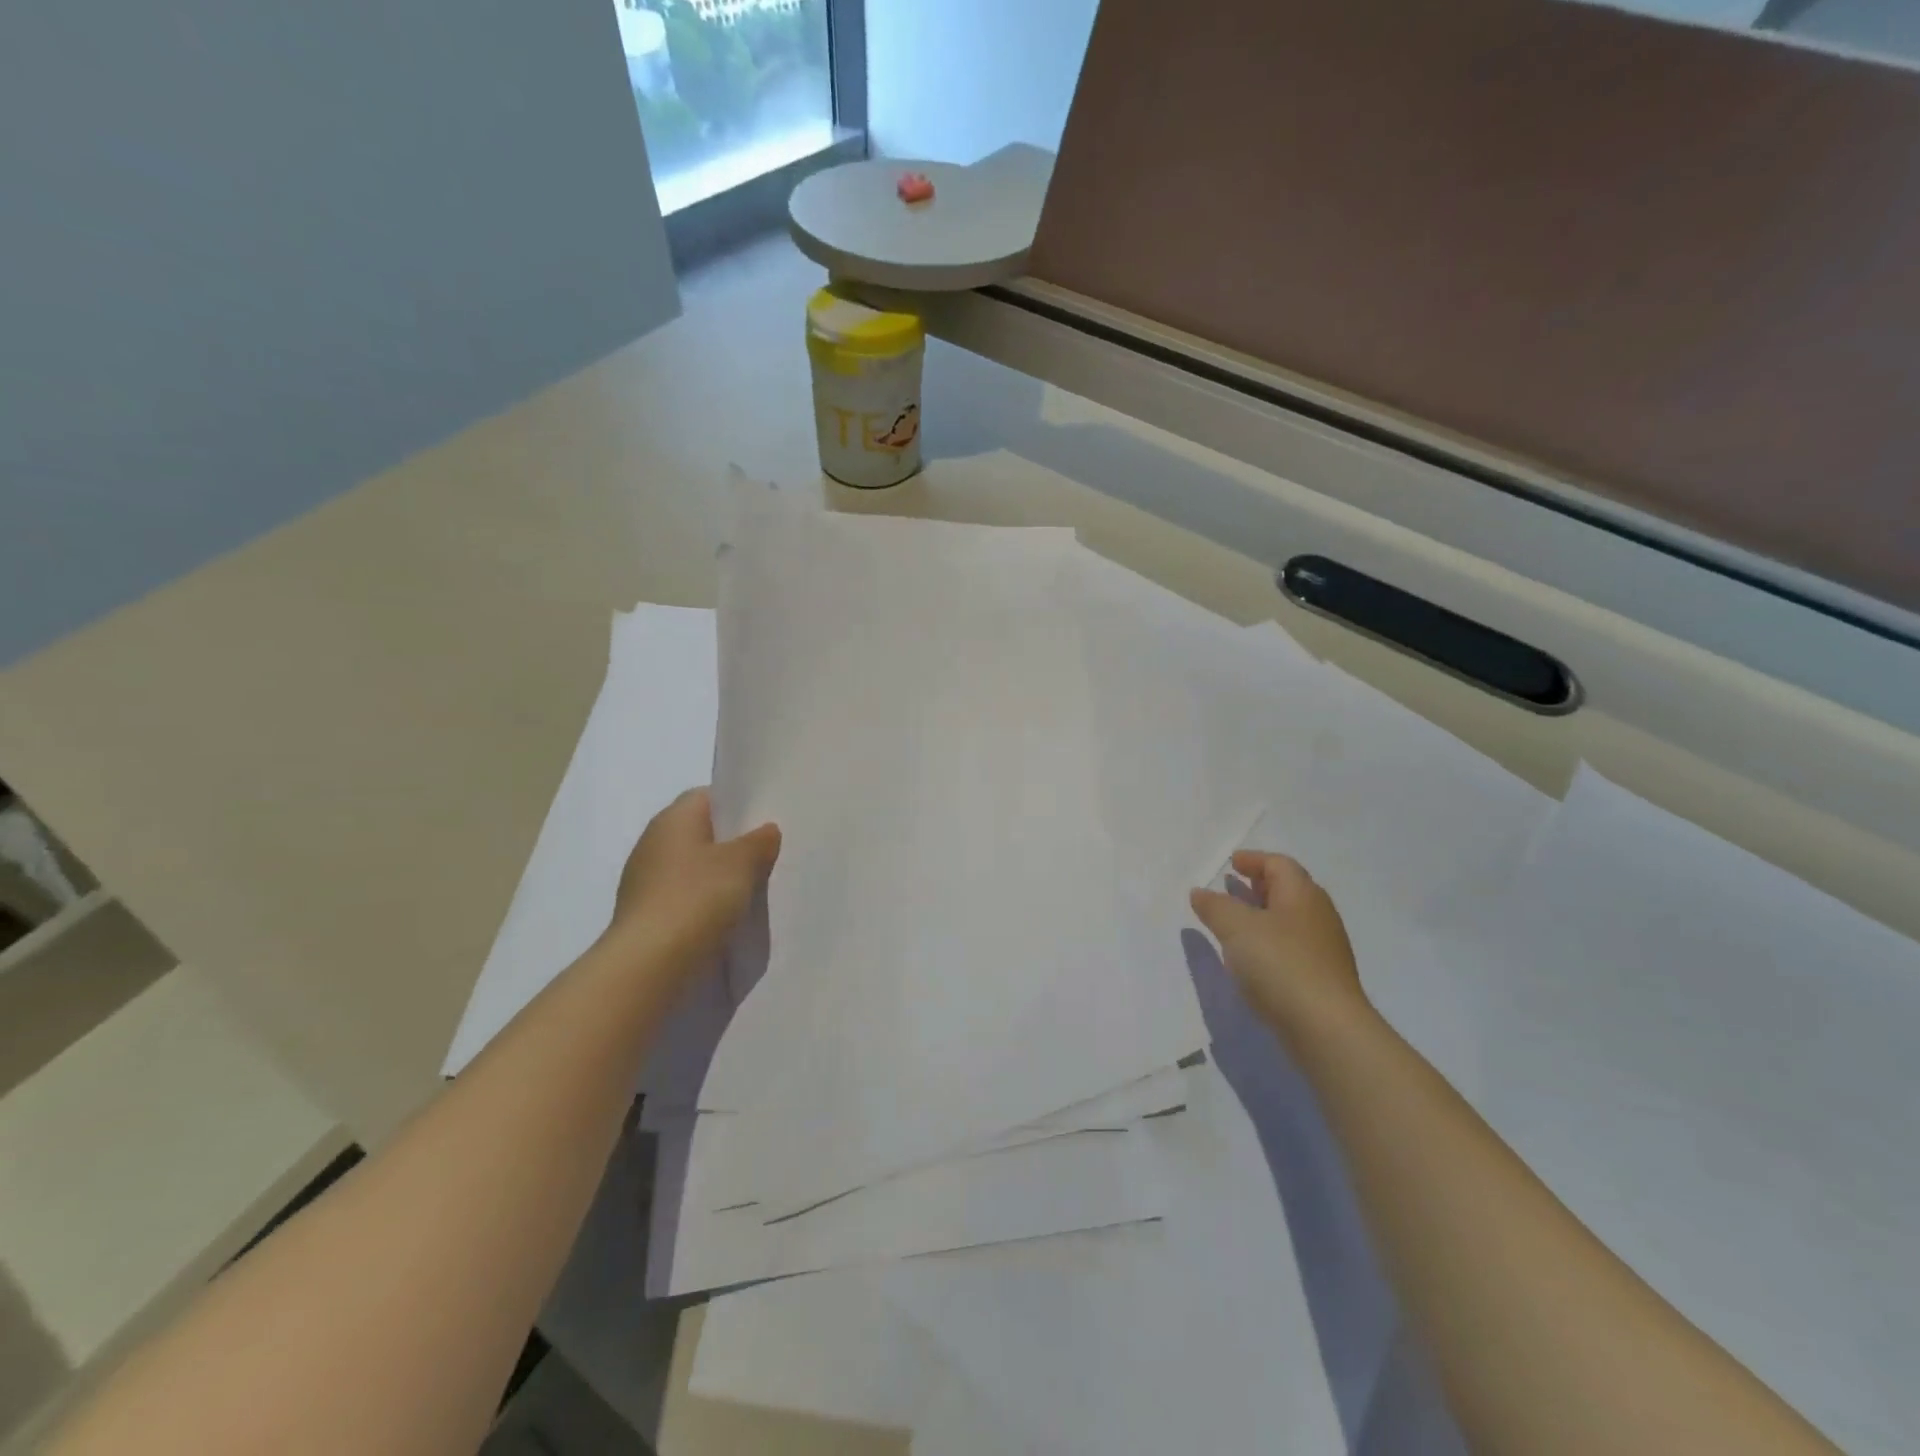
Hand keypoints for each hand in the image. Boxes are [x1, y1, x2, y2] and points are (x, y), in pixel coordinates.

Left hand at [609, 788, 780, 965]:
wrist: (648, 964)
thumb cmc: (696, 898)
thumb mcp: (741, 864)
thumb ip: (759, 841)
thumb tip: (766, 829)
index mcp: (673, 818)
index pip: (708, 796)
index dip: (738, 804)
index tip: (766, 820)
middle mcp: (653, 841)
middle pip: (701, 831)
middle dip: (732, 842)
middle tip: (767, 853)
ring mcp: (645, 878)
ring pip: (693, 865)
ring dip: (718, 874)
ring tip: (753, 886)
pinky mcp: (646, 912)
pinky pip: (684, 894)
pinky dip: (704, 900)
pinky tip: (727, 915)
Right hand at [1191, 851, 1371, 1041]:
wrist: (1326, 1028)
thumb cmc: (1280, 963)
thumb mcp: (1236, 927)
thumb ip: (1215, 906)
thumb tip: (1200, 892)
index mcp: (1302, 894)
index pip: (1279, 864)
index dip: (1254, 860)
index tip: (1231, 863)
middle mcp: (1318, 915)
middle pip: (1288, 890)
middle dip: (1259, 886)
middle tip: (1232, 887)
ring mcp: (1324, 949)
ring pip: (1290, 920)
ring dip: (1262, 915)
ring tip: (1235, 923)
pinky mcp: (1322, 978)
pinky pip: (1292, 947)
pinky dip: (1269, 942)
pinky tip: (1252, 958)